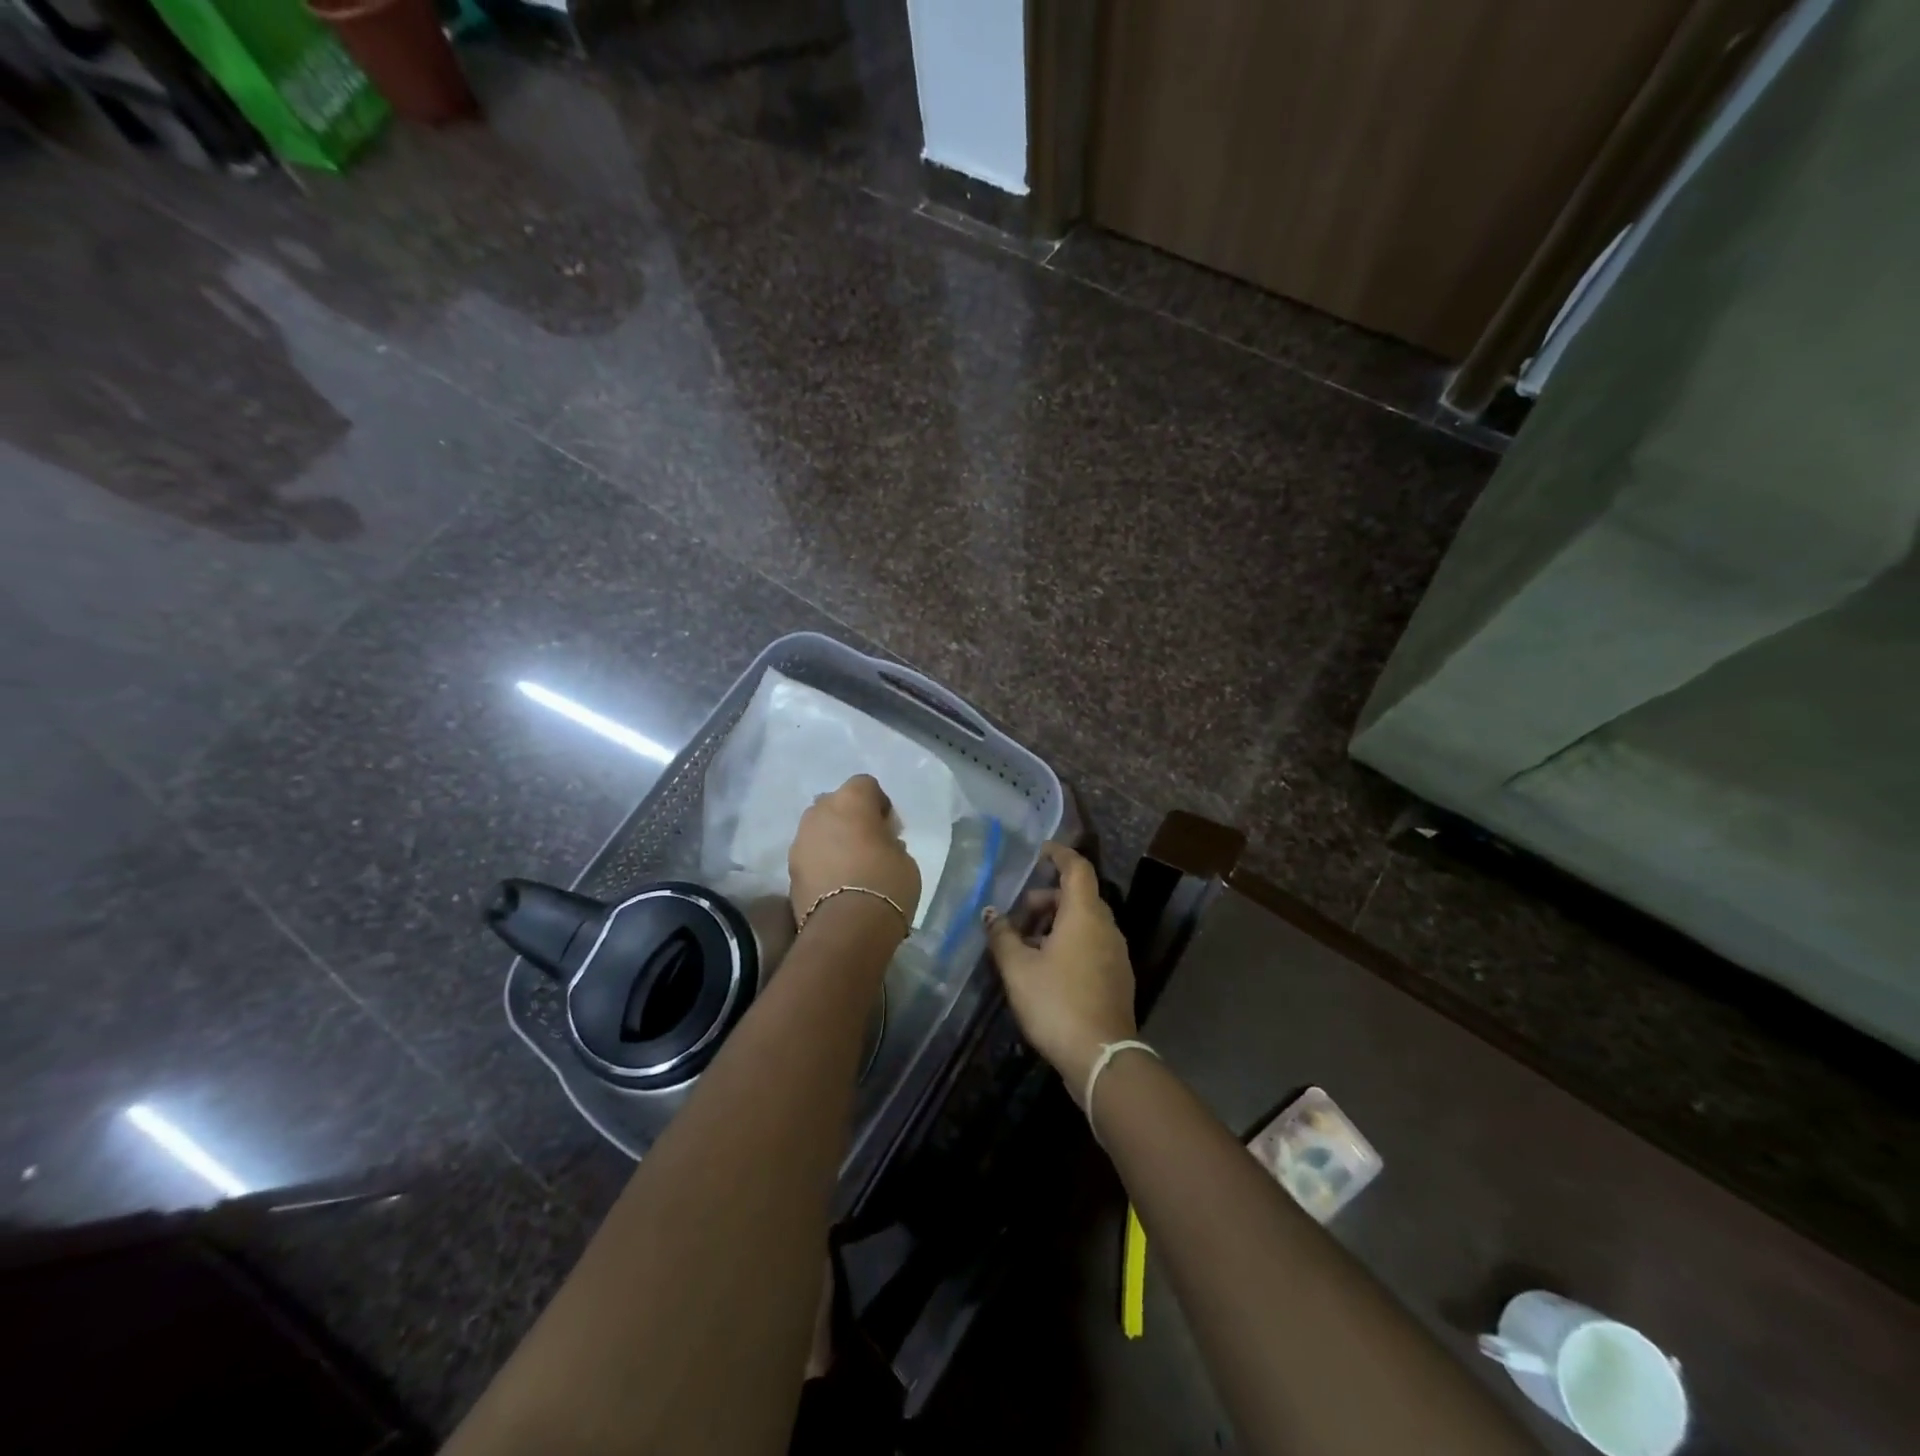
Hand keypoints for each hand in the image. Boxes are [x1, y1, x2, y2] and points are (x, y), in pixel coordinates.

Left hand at [788, 774, 921, 933]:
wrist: (847, 928)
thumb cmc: (886, 883)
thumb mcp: (904, 857)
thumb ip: (889, 840)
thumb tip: (879, 842)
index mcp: (851, 800)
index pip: (866, 785)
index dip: (878, 804)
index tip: (889, 827)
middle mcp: (820, 811)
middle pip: (837, 804)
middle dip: (851, 818)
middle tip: (868, 844)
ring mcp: (800, 839)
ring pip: (819, 829)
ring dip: (832, 840)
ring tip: (850, 866)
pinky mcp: (790, 868)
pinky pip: (810, 854)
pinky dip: (821, 862)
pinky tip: (836, 883)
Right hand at [985, 842, 1137, 1095]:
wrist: (1102, 1056)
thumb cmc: (1056, 1003)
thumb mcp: (1018, 969)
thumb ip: (1002, 936)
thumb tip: (991, 914)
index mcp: (1084, 914)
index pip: (1077, 868)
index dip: (1059, 854)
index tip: (1040, 852)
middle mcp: (1106, 926)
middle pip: (1077, 897)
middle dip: (1046, 900)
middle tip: (1017, 919)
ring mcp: (1116, 953)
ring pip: (1084, 923)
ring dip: (1055, 925)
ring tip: (1025, 948)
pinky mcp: (1117, 977)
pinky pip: (1091, 944)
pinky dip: (1069, 944)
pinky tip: (1046, 970)